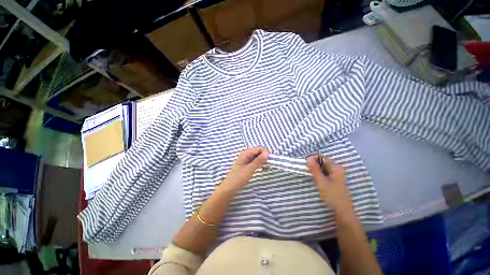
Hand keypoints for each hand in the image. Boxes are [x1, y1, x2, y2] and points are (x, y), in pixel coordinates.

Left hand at [220, 147, 268, 191]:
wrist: (229, 189)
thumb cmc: (238, 179)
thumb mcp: (249, 170)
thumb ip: (258, 161)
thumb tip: (267, 153)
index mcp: (245, 153)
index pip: (259, 148)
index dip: (265, 153)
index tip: (269, 161)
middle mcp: (246, 154)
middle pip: (258, 151)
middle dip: (264, 156)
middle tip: (268, 165)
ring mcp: (246, 160)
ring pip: (257, 156)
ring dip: (262, 160)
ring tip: (266, 167)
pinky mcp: (247, 165)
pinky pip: (255, 161)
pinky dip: (259, 163)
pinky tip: (262, 168)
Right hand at [307, 155, 352, 211]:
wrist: (342, 212)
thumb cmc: (333, 196)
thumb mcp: (322, 182)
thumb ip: (315, 170)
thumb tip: (308, 158)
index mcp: (336, 168)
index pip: (322, 157)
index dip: (313, 158)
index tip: (305, 163)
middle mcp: (337, 169)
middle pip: (323, 162)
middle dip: (313, 164)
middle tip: (306, 169)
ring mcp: (336, 175)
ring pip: (323, 168)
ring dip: (315, 169)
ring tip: (309, 173)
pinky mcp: (334, 181)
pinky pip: (324, 173)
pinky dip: (318, 173)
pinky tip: (314, 178)